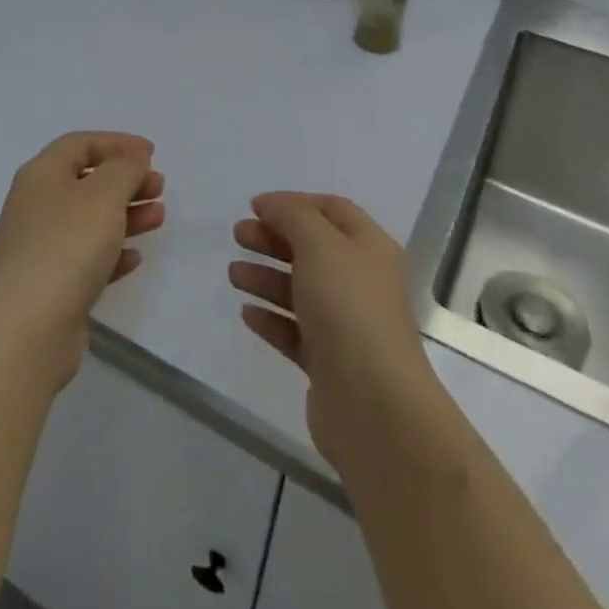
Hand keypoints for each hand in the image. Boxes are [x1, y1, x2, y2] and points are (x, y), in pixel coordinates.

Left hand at [0, 133, 165, 389]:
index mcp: (41, 174)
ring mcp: (41, 245)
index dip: (117, 143)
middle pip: (86, 181)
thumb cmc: (67, 247)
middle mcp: (36, 204)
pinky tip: (134, 258)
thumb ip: (124, 168)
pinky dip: (112, 251)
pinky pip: (86, 256)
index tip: (151, 153)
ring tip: (158, 217)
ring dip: (125, 214)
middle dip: (125, 180)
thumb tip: (132, 155)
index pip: (80, 144)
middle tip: (159, 187)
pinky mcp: (50, 282)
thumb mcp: (104, 196)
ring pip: (89, 219)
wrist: (27, 328)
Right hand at [230, 192, 438, 475]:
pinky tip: (247, 313)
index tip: (255, 206)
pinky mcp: (329, 363)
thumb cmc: (348, 309)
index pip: (332, 210)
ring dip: (266, 277)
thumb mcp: (320, 245)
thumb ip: (292, 217)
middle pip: (313, 249)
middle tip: (238, 235)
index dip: (294, 203)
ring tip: (233, 275)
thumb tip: (270, 205)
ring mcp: (346, 325)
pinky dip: (271, 318)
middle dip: (274, 238)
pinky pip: (295, 331)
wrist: (374, 405)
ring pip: (300, 290)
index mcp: (369, 248)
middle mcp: (361, 282)